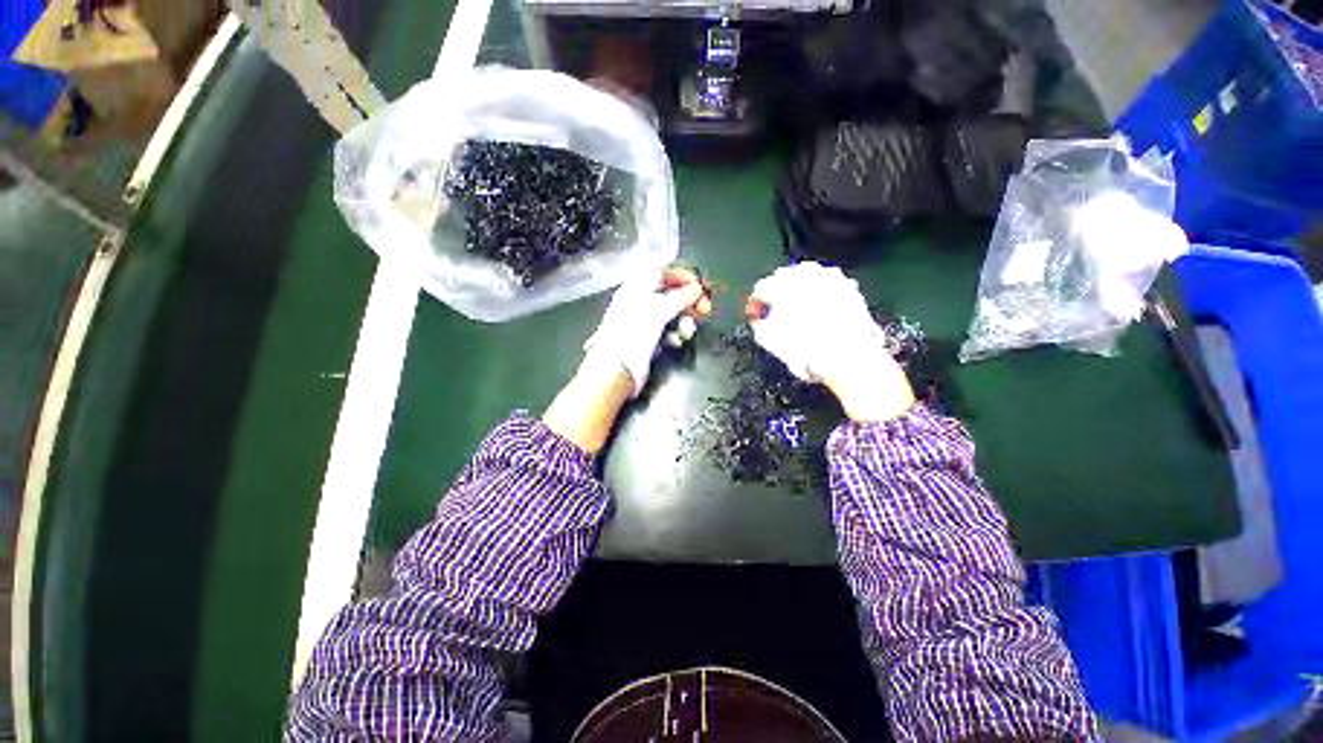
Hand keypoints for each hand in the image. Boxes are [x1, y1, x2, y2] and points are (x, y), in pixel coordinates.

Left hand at [583, 267, 708, 397]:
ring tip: (687, 329)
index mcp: (635, 289)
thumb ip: (680, 297)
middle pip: (670, 294)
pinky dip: (676, 335)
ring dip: (685, 320)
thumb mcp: (657, 311)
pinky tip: (676, 341)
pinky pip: (669, 332)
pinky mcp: (651, 342)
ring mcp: (645, 324)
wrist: (617, 371)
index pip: (661, 273)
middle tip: (704, 307)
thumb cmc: (630, 336)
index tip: (699, 284)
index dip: (681, 276)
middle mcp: (639, 304)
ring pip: (672, 315)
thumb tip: (696, 288)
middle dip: (689, 300)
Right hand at [749, 262, 915, 422]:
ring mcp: (832, 278)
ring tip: (799, 315)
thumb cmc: (802, 349)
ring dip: (801, 294)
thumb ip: (760, 325)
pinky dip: (822, 299)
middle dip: (778, 295)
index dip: (755, 305)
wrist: (847, 357)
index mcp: (781, 283)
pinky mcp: (851, 290)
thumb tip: (761, 320)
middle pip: (785, 279)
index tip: (755, 318)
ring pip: (809, 281)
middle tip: (774, 315)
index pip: (760, 289)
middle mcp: (807, 273)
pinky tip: (821, 317)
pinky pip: (829, 290)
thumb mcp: (769, 340)